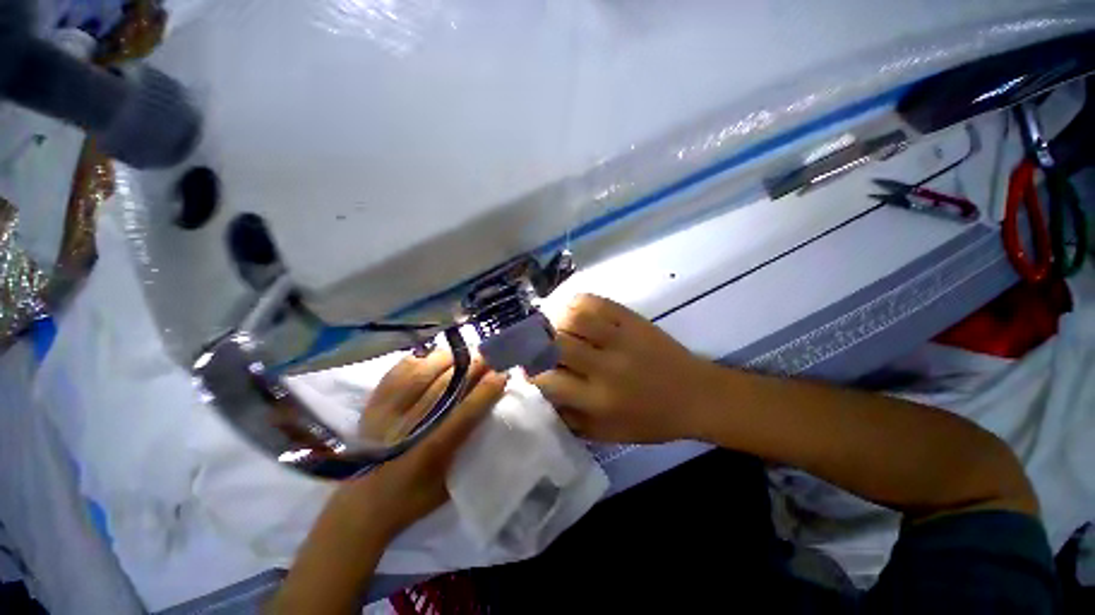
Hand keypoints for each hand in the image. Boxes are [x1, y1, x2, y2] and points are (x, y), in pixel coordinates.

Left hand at [337, 352, 507, 541]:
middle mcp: (408, 426)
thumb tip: (491, 414)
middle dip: (473, 366)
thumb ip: (470, 449)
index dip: (487, 389)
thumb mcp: (449, 484)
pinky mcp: (374, 403)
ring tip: (464, 355)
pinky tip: (434, 359)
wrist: (359, 507)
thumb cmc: (411, 499)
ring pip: (424, 370)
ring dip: (449, 359)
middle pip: (446, 384)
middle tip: (488, 358)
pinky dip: (421, 359)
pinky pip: (400, 369)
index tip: (503, 374)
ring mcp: (387, 411)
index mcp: (430, 450)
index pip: (466, 411)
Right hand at [532, 294, 718, 442]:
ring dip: (556, 321)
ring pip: (573, 318)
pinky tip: (574, 312)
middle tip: (537, 345)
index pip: (548, 380)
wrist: (697, 396)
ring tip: (556, 327)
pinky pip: (596, 302)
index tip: (529, 369)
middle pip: (556, 344)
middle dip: (538, 343)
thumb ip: (572, 419)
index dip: (531, 372)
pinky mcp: (632, 320)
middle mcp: (605, 367)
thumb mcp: (609, 434)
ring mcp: (620, 338)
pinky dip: (578, 303)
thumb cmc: (652, 420)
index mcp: (598, 399)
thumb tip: (542, 396)